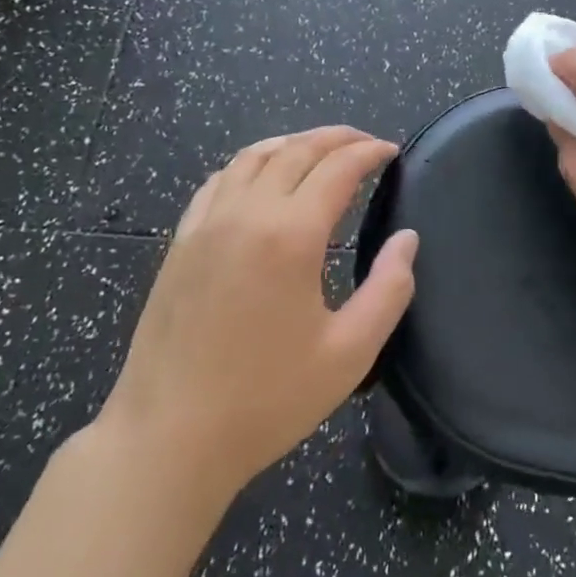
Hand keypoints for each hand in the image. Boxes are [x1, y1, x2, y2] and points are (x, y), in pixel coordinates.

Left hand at [96, 126, 417, 499]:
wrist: (168, 438)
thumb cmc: (267, 400)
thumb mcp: (349, 353)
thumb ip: (389, 289)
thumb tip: (407, 239)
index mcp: (291, 235)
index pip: (338, 169)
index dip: (369, 152)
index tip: (391, 151)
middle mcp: (246, 214)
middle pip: (296, 150)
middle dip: (337, 138)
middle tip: (365, 142)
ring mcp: (206, 224)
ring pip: (253, 157)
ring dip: (293, 143)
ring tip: (319, 149)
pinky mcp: (180, 242)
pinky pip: (218, 181)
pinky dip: (249, 164)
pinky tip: (260, 176)